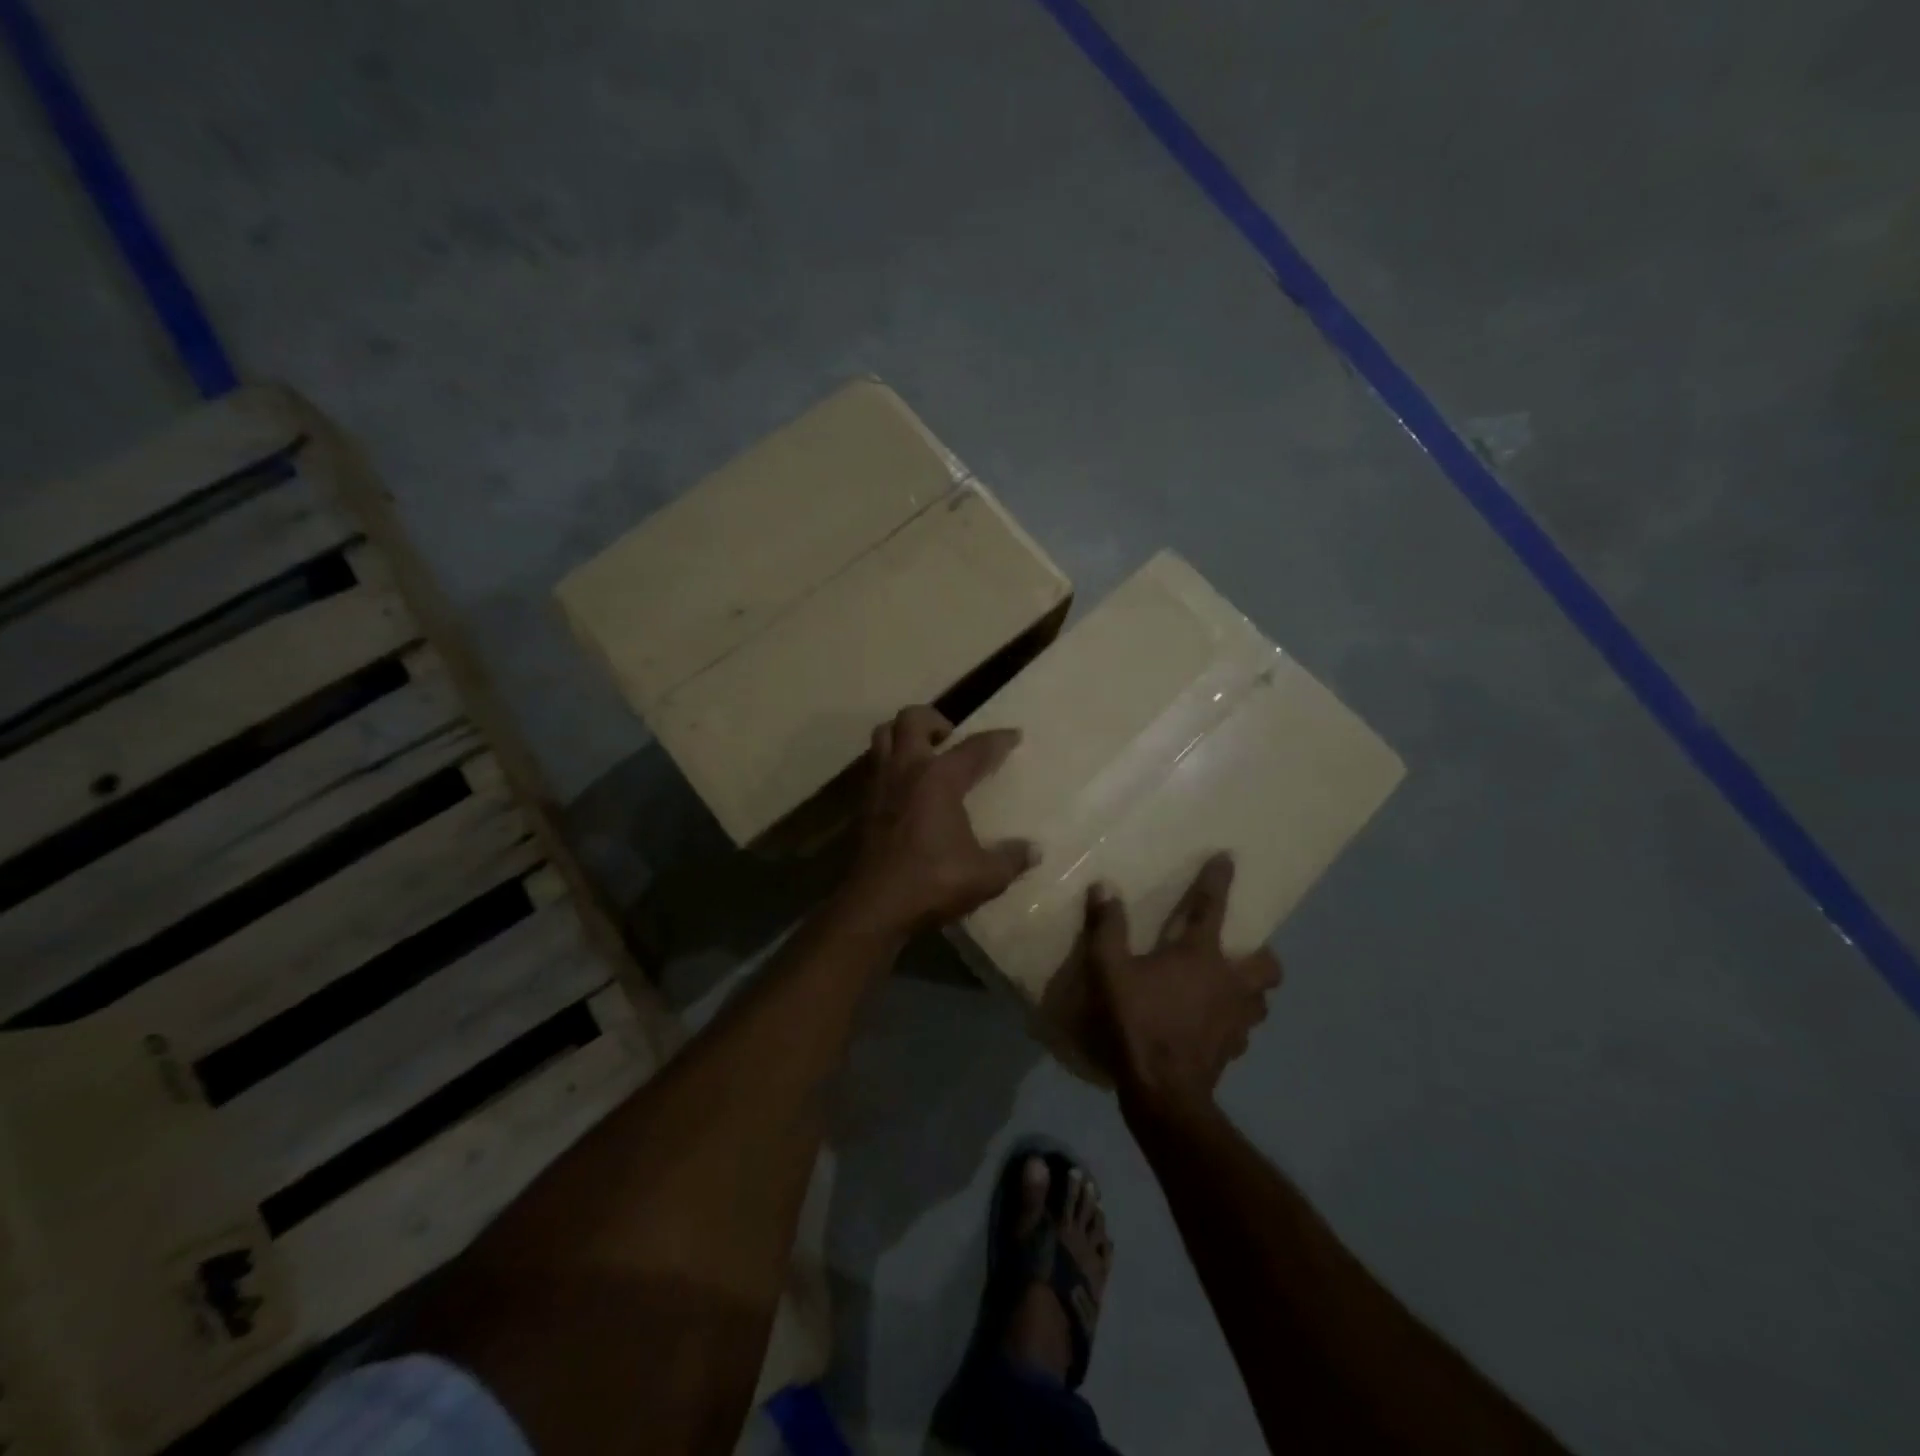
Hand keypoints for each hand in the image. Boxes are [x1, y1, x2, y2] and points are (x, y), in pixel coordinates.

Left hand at [838, 706, 1037, 936]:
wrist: (875, 906)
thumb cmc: (933, 882)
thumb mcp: (985, 875)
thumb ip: (1011, 859)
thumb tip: (1035, 850)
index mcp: (939, 779)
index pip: (975, 748)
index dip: (998, 740)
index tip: (1014, 735)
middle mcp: (906, 771)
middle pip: (911, 719)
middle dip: (933, 719)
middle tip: (949, 736)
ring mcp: (879, 786)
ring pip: (882, 737)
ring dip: (902, 735)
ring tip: (923, 753)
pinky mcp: (863, 806)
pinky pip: (874, 768)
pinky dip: (889, 765)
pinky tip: (904, 789)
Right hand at [1081, 853, 1282, 1111]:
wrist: (1163, 1092)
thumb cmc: (1138, 1022)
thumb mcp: (1110, 971)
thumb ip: (1107, 928)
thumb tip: (1105, 887)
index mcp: (1201, 956)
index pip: (1212, 907)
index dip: (1218, 881)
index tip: (1229, 858)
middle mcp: (1229, 983)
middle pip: (1267, 964)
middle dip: (1260, 954)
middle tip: (1239, 953)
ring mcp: (1236, 1021)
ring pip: (1262, 1000)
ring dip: (1251, 991)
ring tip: (1230, 989)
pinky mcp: (1233, 1051)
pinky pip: (1244, 1031)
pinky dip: (1234, 1023)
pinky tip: (1213, 1026)